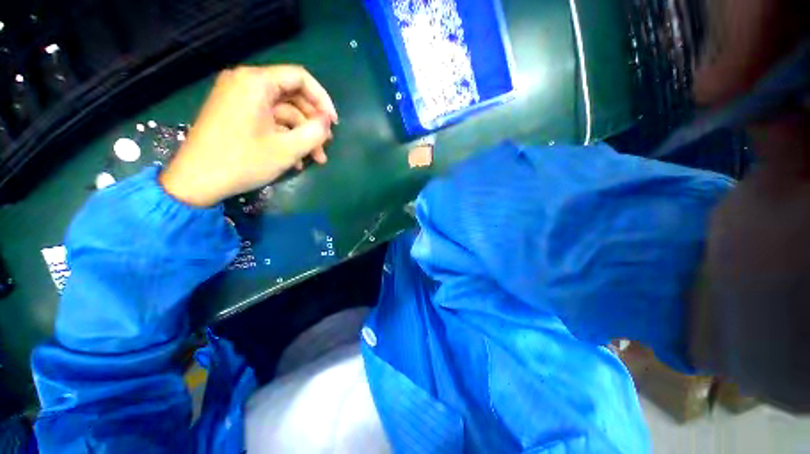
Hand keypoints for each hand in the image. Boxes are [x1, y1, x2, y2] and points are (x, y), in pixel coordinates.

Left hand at [160, 65, 338, 206]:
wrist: (196, 181)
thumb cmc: (243, 161)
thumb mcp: (287, 149)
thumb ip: (314, 132)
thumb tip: (327, 121)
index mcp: (256, 83)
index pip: (300, 78)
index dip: (322, 99)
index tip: (333, 124)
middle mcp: (246, 83)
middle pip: (292, 96)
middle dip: (312, 123)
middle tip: (325, 146)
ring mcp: (239, 99)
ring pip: (283, 112)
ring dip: (302, 135)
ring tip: (315, 159)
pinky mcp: (236, 114)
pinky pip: (269, 120)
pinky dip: (285, 137)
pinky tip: (295, 159)